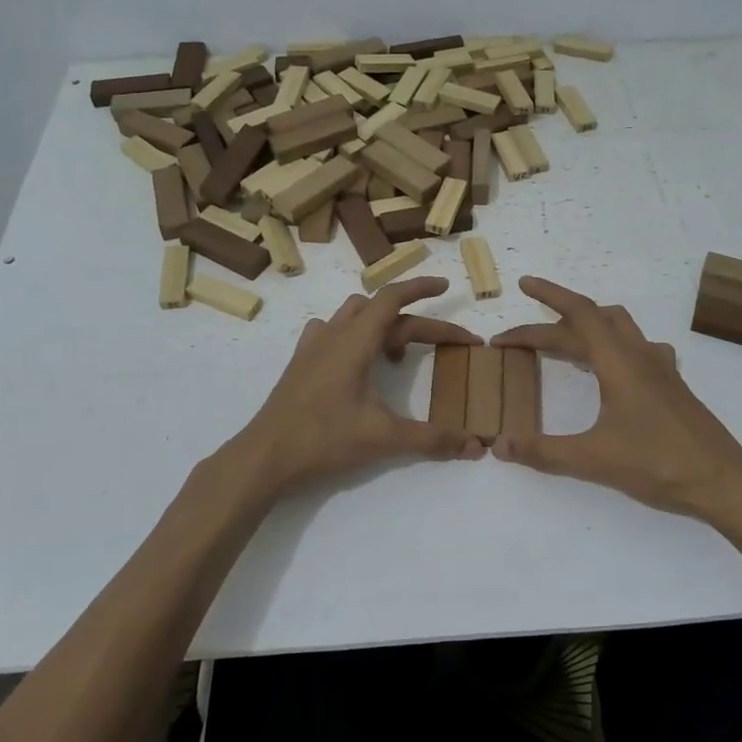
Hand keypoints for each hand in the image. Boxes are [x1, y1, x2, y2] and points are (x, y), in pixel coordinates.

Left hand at [227, 277, 483, 497]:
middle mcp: (333, 334)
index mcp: (355, 341)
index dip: (421, 287)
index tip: (446, 285)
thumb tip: (476, 446)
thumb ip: (432, 439)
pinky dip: (354, 335)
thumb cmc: (323, 438)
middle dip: (418, 322)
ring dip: (383, 324)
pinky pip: (332, 332)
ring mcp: (313, 346)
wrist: (265, 456)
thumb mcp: (384, 438)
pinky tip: (359, 362)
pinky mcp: (301, 363)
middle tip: (449, 343)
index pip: (392, 298)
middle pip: (382, 312)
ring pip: (353, 316)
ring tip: (399, 353)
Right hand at [491, 277, 741, 520]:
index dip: (550, 295)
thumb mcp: (593, 459)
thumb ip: (543, 451)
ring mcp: (660, 369)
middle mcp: (639, 355)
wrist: (723, 482)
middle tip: (518, 340)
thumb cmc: (659, 464)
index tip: (524, 284)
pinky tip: (612, 369)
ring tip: (561, 343)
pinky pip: (638, 349)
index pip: (579, 314)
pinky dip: (614, 347)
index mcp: (619, 361)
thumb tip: (499, 444)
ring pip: (619, 329)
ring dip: (586, 328)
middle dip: (551, 324)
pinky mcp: (671, 386)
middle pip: (592, 322)